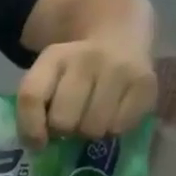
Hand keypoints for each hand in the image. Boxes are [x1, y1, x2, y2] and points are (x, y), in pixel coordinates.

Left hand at [16, 34, 157, 145]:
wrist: (120, 29)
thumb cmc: (75, 68)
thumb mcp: (47, 75)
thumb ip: (34, 106)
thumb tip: (39, 146)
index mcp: (54, 57)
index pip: (31, 97)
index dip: (30, 128)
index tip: (39, 142)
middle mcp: (87, 58)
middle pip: (63, 120)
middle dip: (64, 129)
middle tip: (72, 120)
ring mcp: (119, 69)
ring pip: (92, 128)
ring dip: (89, 130)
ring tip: (93, 115)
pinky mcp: (145, 82)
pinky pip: (120, 127)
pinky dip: (114, 128)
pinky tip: (114, 112)